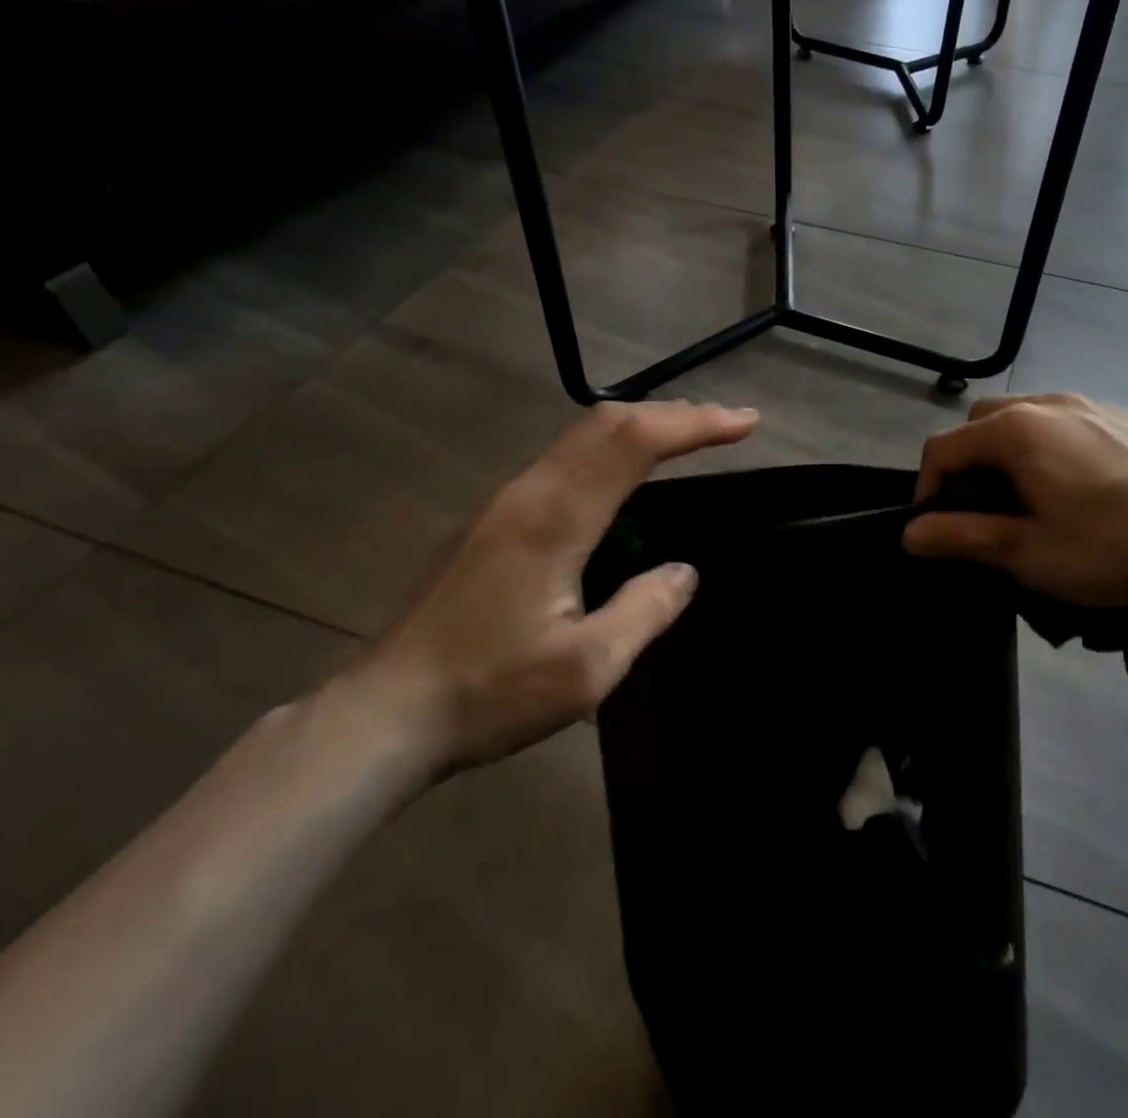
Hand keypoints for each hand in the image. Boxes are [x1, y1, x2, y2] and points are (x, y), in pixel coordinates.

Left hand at [345, 400, 758, 776]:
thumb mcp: (587, 669)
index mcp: (555, 518)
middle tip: (726, 424)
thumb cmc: (488, 693)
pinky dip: (611, 449)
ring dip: (641, 426)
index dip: (695, 423)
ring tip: (688, 439)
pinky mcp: (491, 521)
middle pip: (606, 422)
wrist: (382, 715)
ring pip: (582, 437)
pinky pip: (564, 460)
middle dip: (673, 412)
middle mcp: (528, 492)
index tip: (745, 422)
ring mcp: (503, 503)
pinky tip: (625, 476)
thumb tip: (684, 571)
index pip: (634, 441)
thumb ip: (645, 611)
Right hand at [904, 393, 1127, 606]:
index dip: (927, 488)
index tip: (936, 530)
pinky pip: (1074, 424)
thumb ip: (962, 537)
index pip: (944, 446)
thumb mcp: (1028, 554)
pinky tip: (1085, 490)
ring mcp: (1096, 405)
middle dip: (968, 462)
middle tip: (983, 511)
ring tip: (1032, 499)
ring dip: (1012, 452)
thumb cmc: (1114, 547)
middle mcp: (1050, 402)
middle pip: (983, 422)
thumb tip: (909, 534)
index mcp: (1017, 430)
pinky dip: (1056, 448)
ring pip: (1030, 417)